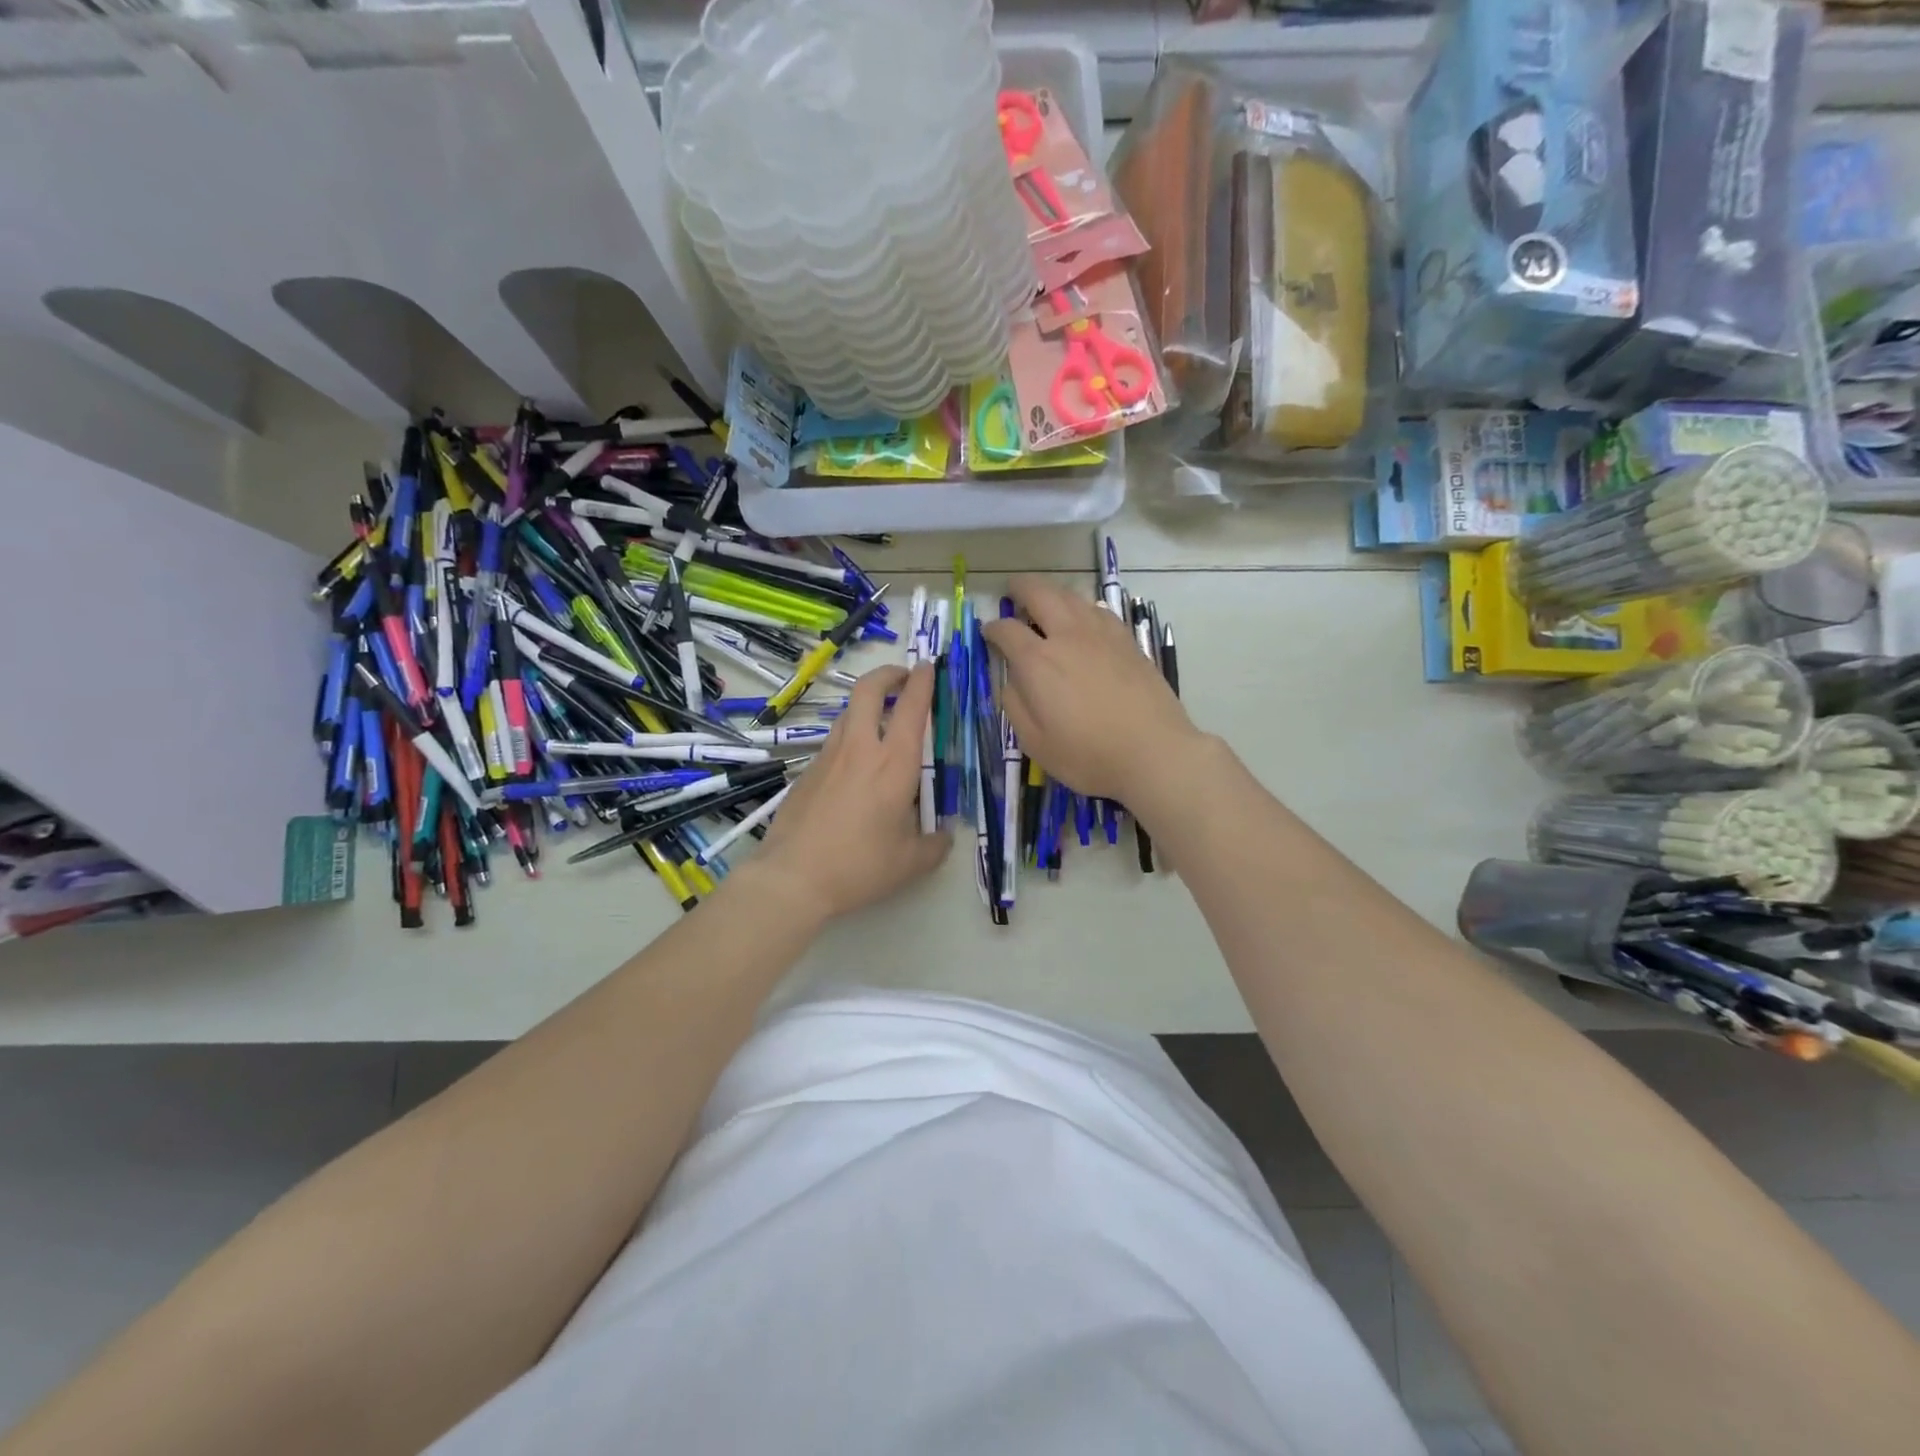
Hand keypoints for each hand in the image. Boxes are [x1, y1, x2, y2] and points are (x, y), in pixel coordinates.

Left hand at [756, 664, 950, 919]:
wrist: (793, 877)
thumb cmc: (860, 866)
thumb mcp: (910, 863)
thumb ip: (934, 845)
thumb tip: (944, 837)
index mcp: (894, 764)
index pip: (911, 706)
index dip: (922, 681)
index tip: (928, 667)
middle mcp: (860, 749)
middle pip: (868, 690)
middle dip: (888, 674)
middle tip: (902, 677)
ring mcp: (828, 757)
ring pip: (847, 713)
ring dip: (866, 705)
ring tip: (881, 721)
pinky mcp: (807, 772)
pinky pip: (833, 743)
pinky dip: (849, 738)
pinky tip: (855, 768)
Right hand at [981, 574, 1200, 803]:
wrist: (1154, 752)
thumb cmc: (1088, 755)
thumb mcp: (1035, 742)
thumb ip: (1015, 705)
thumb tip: (1011, 680)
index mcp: (1038, 662)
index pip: (1006, 630)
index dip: (992, 628)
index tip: (988, 632)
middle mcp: (1067, 636)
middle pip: (1040, 594)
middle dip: (1021, 588)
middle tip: (1012, 591)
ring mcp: (1101, 634)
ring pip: (1072, 596)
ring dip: (1052, 593)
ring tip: (1045, 602)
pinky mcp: (1127, 641)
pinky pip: (1098, 610)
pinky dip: (1082, 607)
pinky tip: (1083, 619)